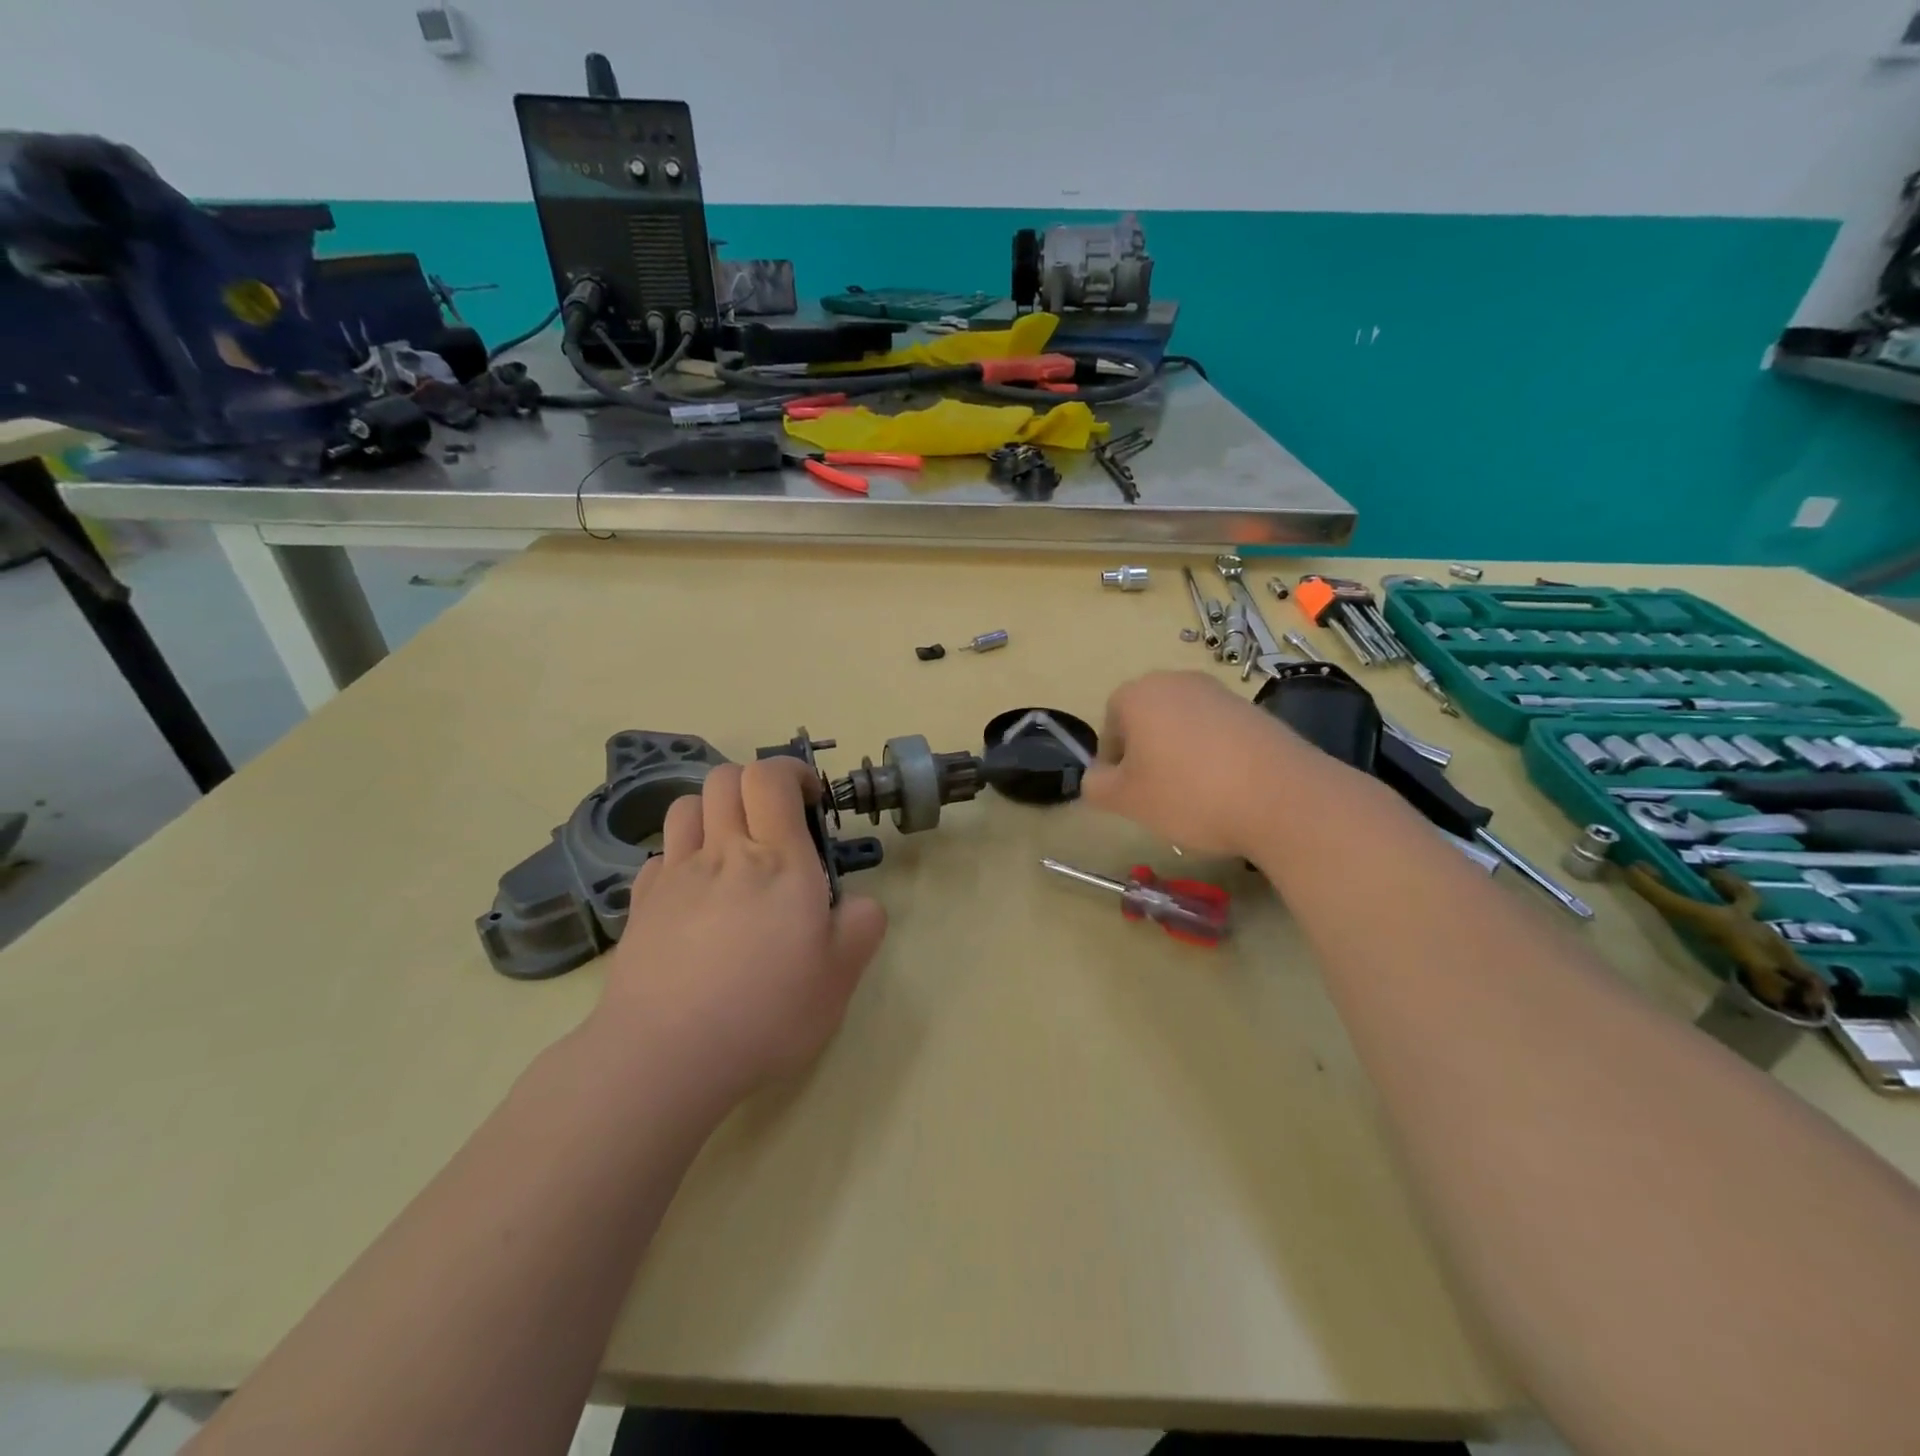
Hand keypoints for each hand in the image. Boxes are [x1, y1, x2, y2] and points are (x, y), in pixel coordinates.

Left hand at [593, 756, 887, 1112]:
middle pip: (725, 778)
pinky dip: (681, 856)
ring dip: (714, 811)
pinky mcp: (641, 905)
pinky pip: (660, 855)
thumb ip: (861, 926)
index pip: (771, 777)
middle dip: (754, 784)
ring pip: (687, 807)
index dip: (791, 772)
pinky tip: (694, 892)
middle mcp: (723, 853)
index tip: (809, 800)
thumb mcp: (839, 977)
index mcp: (777, 861)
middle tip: (776, 822)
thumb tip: (859, 903)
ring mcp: (675, 876)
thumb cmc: (765, 1012)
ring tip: (733, 848)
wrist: (666, 1055)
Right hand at [1081, 671, 1300, 856]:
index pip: (1110, 722)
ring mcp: (1220, 693)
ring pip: (1184, 726)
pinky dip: (1215, 756)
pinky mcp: (1255, 711)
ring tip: (1197, 795)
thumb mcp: (1126, 800)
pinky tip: (1228, 788)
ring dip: (1181, 755)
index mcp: (1139, 694)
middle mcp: (1178, 681)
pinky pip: (1218, 733)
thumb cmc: (1188, 793)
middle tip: (1158, 793)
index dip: (1114, 760)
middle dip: (1147, 754)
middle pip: (1148, 719)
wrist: (1282, 797)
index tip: (1129, 791)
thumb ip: (1097, 785)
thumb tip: (1098, 776)